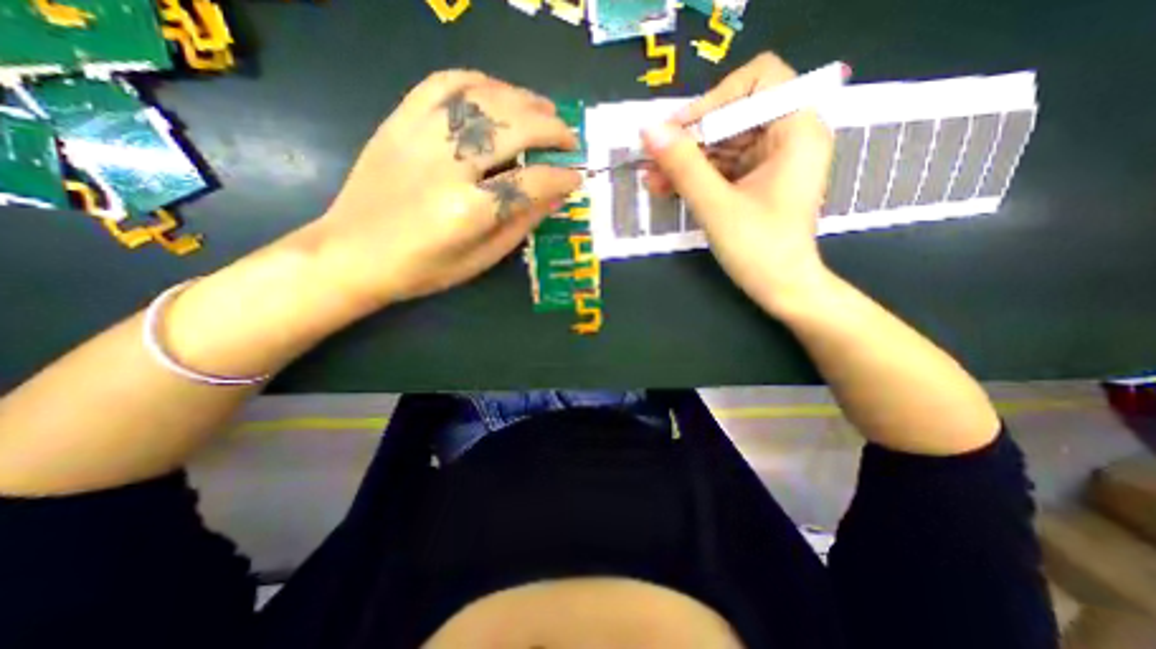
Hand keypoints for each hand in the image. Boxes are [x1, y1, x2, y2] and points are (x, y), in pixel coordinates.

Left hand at [307, 68, 583, 311]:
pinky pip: (442, 84)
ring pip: (482, 98)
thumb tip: (556, 196)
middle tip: (569, 138)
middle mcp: (446, 166)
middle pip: (511, 128)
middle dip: (551, 130)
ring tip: (545, 110)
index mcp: (468, 211)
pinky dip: (478, 82)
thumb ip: (521, 225)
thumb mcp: (481, 260)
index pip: (530, 183)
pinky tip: (498, 92)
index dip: (561, 178)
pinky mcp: (399, 121)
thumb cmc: (423, 269)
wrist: (352, 253)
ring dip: (523, 100)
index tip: (577, 177)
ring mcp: (419, 136)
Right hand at [637, 52, 836, 310]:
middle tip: (654, 157)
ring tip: (651, 179)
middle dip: (691, 138)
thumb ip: (683, 166)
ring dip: (685, 160)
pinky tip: (665, 187)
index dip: (715, 99)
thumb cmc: (759, 249)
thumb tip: (649, 130)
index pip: (758, 80)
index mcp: (796, 130)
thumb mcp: (716, 205)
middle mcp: (788, 136)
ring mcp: (770, 160)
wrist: (782, 289)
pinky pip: (721, 166)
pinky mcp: (755, 180)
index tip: (681, 131)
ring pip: (721, 143)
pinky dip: (694, 175)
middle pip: (733, 114)